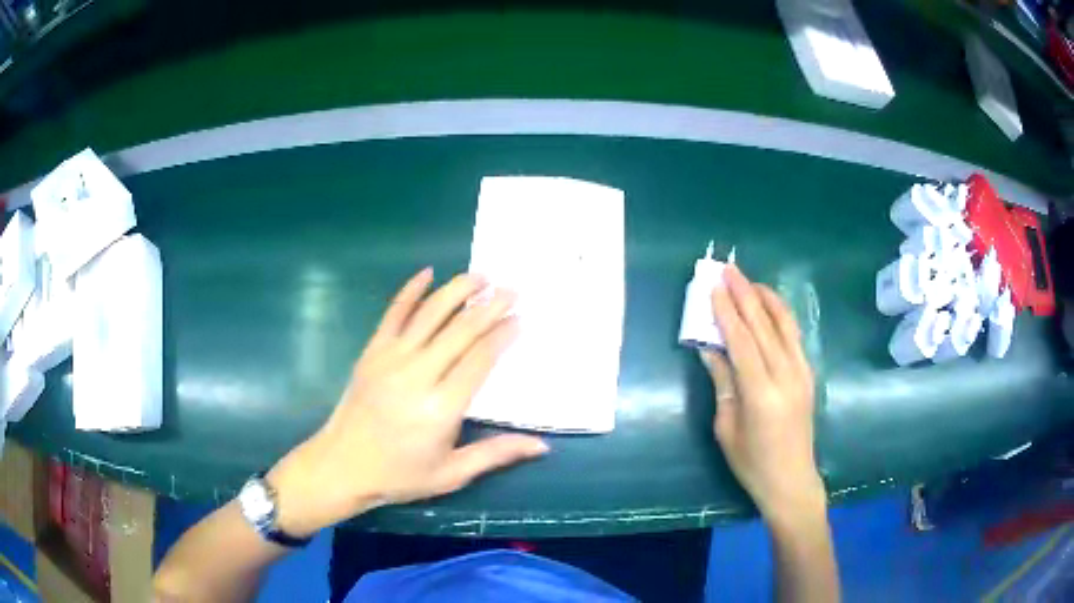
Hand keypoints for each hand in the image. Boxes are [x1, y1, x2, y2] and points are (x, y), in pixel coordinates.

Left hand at [267, 269, 548, 536]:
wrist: (341, 466)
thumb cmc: (400, 475)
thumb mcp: (452, 474)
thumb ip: (496, 454)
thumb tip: (542, 446)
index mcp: (440, 408)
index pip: (479, 360)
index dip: (502, 336)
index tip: (520, 319)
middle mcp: (417, 376)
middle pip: (460, 331)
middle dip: (489, 306)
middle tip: (512, 289)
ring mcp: (391, 359)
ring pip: (430, 314)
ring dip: (457, 290)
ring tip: (480, 276)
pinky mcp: (372, 352)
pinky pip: (393, 313)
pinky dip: (410, 290)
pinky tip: (427, 273)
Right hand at [702, 266, 824, 523]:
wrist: (792, 479)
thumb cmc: (752, 462)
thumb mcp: (727, 428)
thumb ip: (723, 383)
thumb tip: (709, 349)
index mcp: (761, 393)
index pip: (742, 341)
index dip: (727, 312)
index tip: (714, 287)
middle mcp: (786, 375)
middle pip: (764, 325)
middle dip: (745, 294)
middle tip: (728, 269)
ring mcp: (802, 372)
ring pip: (784, 324)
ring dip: (766, 298)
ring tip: (749, 280)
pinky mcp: (808, 374)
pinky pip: (794, 336)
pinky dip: (780, 315)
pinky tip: (769, 306)